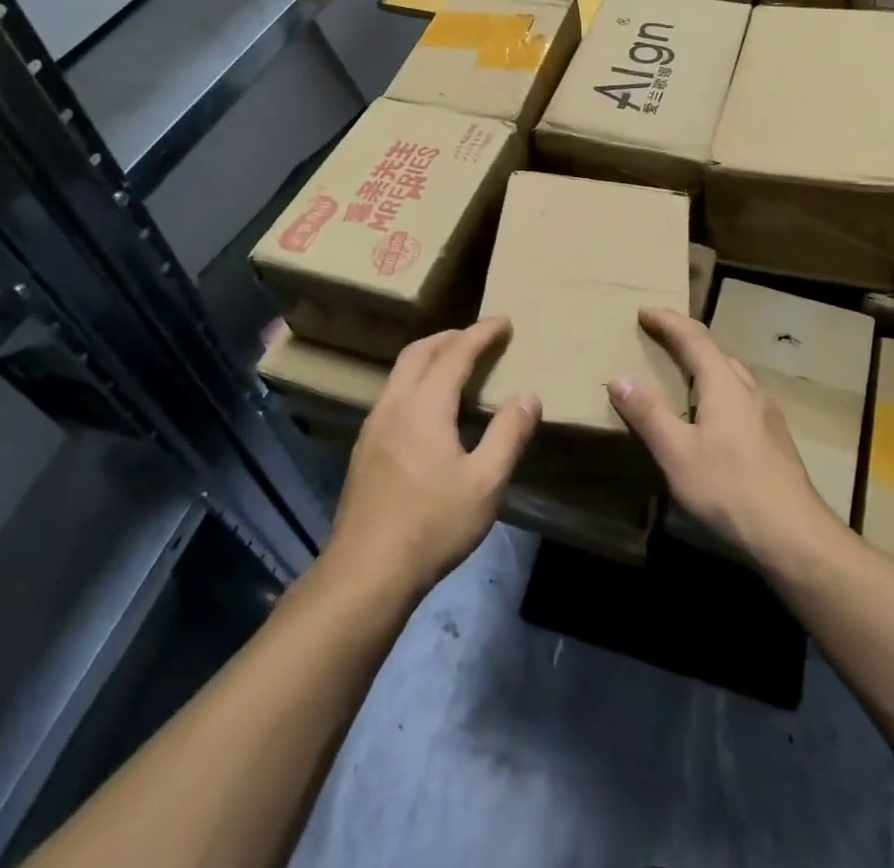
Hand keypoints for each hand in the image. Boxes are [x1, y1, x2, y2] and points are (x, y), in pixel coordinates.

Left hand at [327, 318, 540, 598]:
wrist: (366, 572)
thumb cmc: (432, 525)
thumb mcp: (485, 482)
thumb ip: (509, 434)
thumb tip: (528, 395)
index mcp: (425, 406)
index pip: (456, 353)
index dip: (482, 333)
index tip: (505, 321)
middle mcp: (395, 405)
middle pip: (419, 351)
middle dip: (451, 336)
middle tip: (480, 337)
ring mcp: (374, 426)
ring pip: (400, 372)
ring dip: (430, 357)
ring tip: (456, 365)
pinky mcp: (364, 449)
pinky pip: (393, 394)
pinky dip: (416, 380)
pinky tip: (428, 407)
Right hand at [607, 307, 841, 568]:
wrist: (793, 534)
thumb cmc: (729, 489)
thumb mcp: (677, 453)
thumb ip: (648, 414)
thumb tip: (619, 377)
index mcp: (724, 384)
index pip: (694, 338)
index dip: (669, 322)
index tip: (645, 311)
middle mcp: (749, 389)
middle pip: (716, 352)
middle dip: (686, 339)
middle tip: (659, 337)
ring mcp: (767, 414)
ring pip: (732, 375)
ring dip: (705, 364)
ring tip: (682, 373)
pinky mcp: (774, 438)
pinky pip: (740, 397)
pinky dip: (718, 389)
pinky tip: (713, 415)